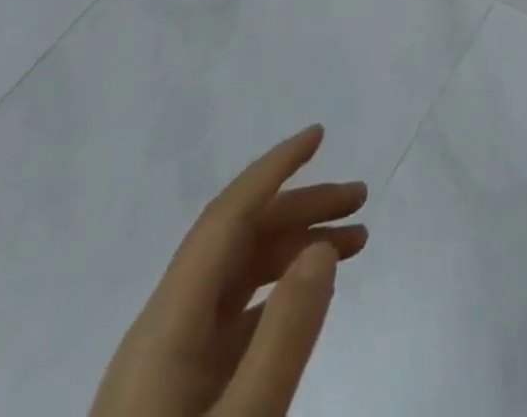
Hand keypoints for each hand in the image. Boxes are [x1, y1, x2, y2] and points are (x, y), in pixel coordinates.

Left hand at [92, 125, 367, 416]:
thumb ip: (284, 336)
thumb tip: (322, 247)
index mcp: (166, 328)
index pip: (225, 219)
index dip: (273, 170)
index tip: (320, 136)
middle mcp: (163, 332)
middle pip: (237, 242)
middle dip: (301, 208)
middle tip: (363, 198)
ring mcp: (167, 368)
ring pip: (238, 277)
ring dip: (295, 248)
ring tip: (355, 243)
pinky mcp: (178, 397)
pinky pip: (236, 318)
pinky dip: (280, 294)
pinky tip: (310, 300)